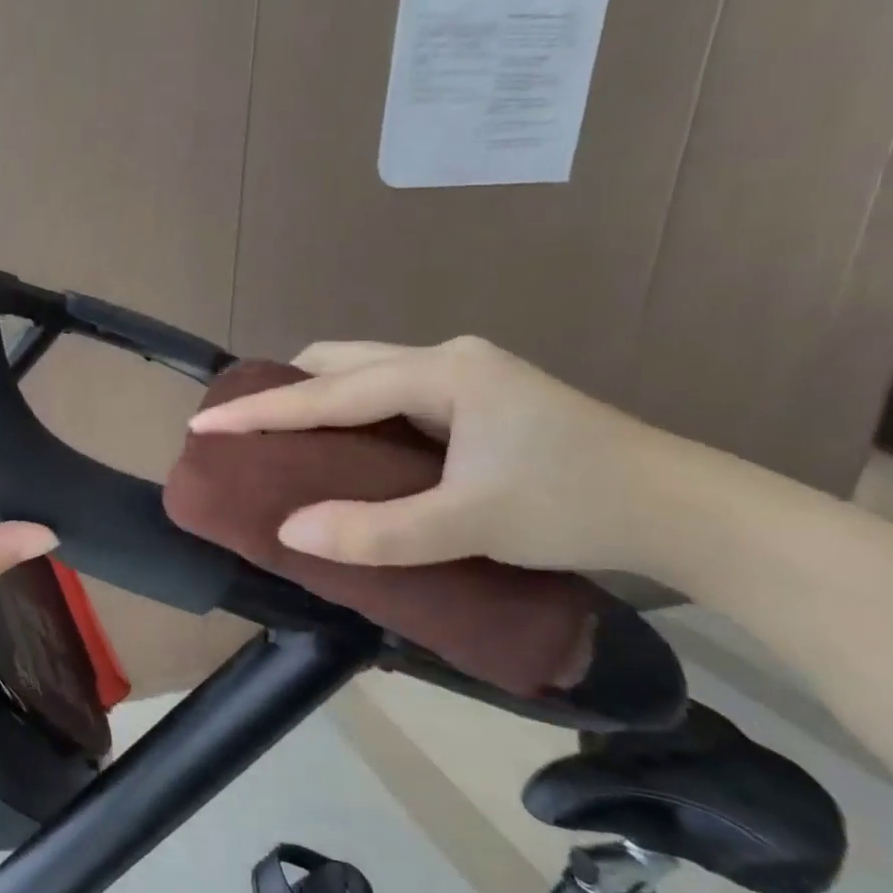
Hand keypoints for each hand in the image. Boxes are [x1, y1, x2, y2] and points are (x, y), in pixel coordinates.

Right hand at [187, 336, 667, 572]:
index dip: (261, 410)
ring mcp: (464, 374)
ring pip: (363, 373)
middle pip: (339, 362)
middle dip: (285, 390)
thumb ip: (378, 531)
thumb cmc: (580, 506)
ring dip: (317, 399)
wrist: (689, 511)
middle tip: (246, 431)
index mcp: (441, 372)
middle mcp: (446, 359)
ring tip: (283, 438)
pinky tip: (343, 444)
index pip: (328, 391)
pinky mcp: (475, 397)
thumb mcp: (472, 524)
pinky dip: (349, 412)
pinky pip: (386, 392)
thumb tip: (289, 533)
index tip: (203, 422)